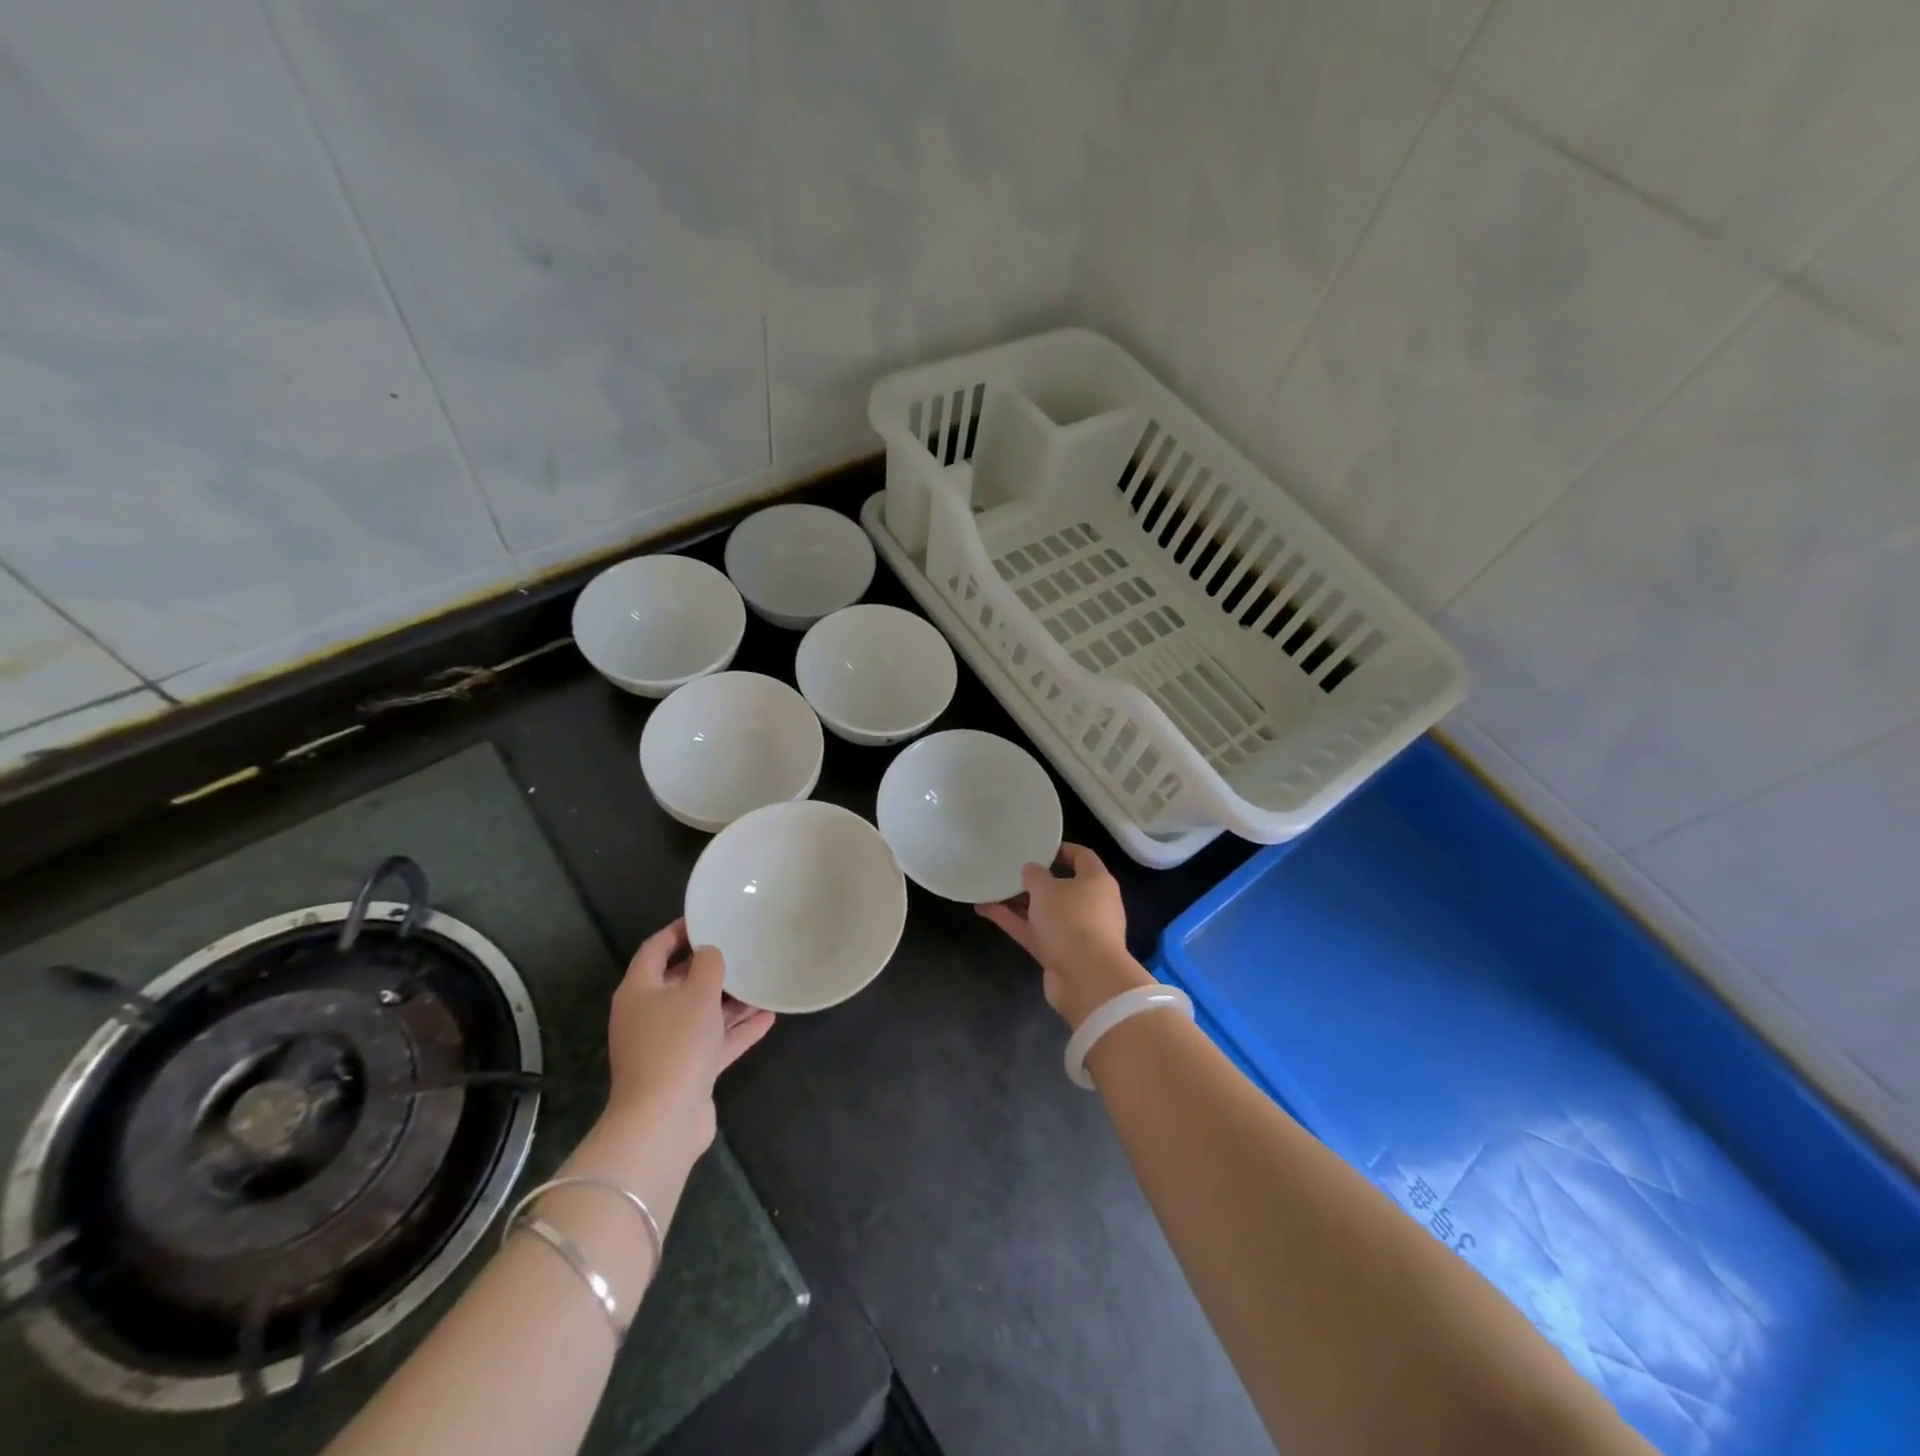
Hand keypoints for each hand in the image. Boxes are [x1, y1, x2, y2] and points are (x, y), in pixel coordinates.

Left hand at [603, 919, 774, 1158]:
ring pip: (701, 1013)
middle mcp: (648, 1015)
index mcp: (639, 991)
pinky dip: (736, 1030)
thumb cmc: (676, 1045)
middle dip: (712, 968)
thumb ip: (708, 965)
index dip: (680, 930)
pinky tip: (768, 1018)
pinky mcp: (685, 1072)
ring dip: (730, 1001)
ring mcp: (666, 1046)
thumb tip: (710, 952)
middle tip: (743, 948)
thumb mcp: (697, 993)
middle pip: (680, 982)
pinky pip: (713, 1042)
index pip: (656, 948)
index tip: (709, 918)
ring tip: (763, 982)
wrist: (662, 1123)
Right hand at [976, 842, 1153, 1029]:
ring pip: (1043, 911)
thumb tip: (1031, 870)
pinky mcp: (1060, 954)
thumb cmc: (1072, 920)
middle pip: (1060, 887)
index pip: (1082, 857)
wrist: (1087, 979)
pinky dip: (1013, 921)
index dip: (1060, 849)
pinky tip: (985, 909)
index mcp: (1097, 882)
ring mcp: (1076, 932)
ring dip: (1018, 902)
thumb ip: (1034, 874)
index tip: (1036, 847)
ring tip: (989, 889)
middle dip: (1033, 880)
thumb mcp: (1047, 888)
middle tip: (1008, 870)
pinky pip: (1034, 931)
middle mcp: (1090, 905)